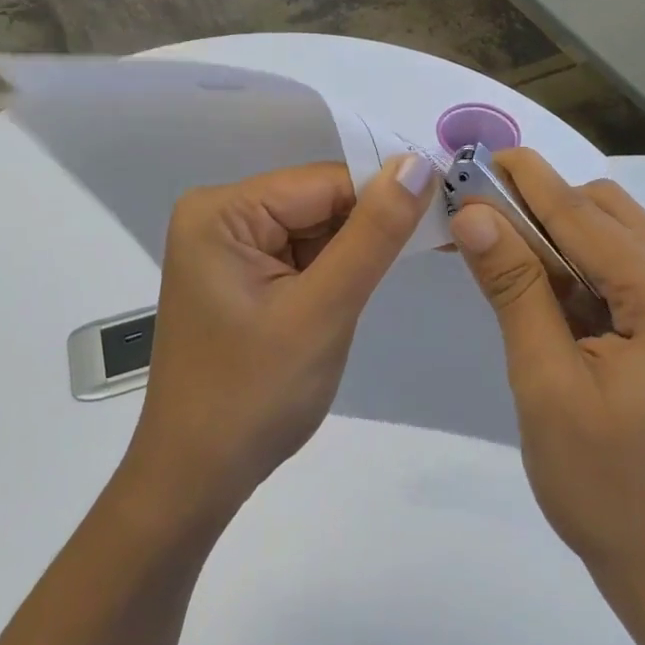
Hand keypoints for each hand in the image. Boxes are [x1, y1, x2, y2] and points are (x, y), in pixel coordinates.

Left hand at [122, 155, 439, 523]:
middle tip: (441, 242)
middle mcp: (221, 215)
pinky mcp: (243, 274)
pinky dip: (338, 270)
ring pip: (318, 227)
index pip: (324, 182)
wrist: (196, 480)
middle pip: (320, 201)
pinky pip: (304, 254)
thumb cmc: (253, 397)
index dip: (387, 194)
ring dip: (358, 251)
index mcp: (223, 211)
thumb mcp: (322, 310)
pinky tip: (357, 292)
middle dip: (373, 225)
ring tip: (405, 270)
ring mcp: (230, 246)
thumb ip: (373, 234)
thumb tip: (418, 163)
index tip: (447, 210)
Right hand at [450, 149, 644, 636]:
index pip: (584, 216)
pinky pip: (632, 275)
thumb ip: (514, 289)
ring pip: (622, 240)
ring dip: (564, 236)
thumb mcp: (545, 382)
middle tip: (483, 215)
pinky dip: (587, 269)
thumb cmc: (604, 486)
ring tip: (507, 249)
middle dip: (545, 206)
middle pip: (610, 215)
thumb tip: (474, 215)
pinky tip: (548, 290)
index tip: (480, 155)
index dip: (527, 182)